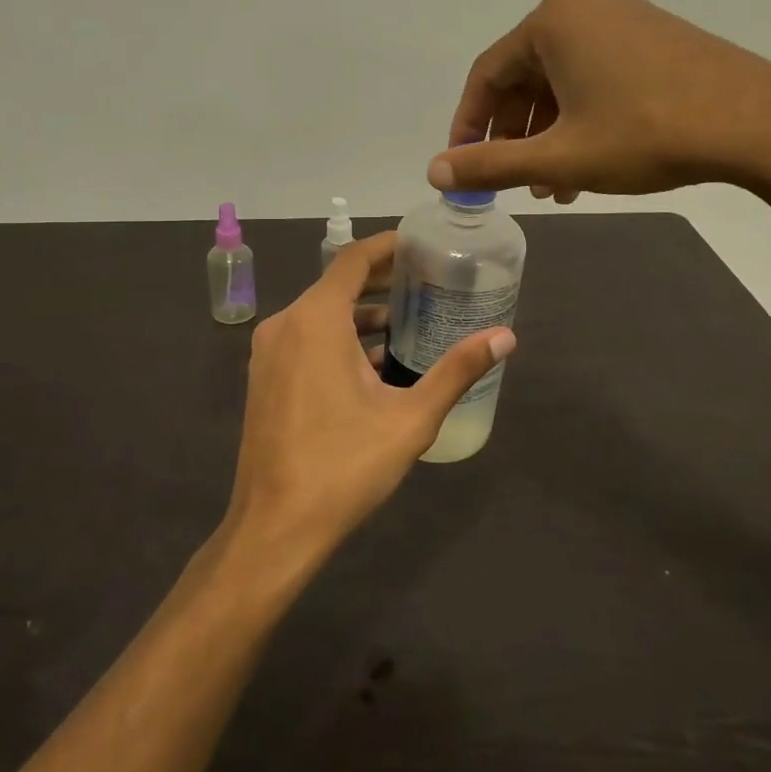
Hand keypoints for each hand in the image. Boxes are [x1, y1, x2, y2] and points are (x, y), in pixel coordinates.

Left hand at [222, 232, 513, 566]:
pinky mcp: (265, 378)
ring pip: (321, 315)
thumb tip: (506, 337)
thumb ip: (457, 371)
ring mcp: (268, 353)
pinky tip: (374, 363)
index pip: (353, 260)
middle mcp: (285, 325)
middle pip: (337, 284)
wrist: (275, 527)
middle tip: (428, 281)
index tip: (422, 244)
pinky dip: (339, 339)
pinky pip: (306, 340)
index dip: (389, 246)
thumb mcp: (410, 418)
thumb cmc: (344, 466)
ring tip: (409, 321)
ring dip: (361, 314)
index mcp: (315, 320)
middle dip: (382, 281)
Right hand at [428, 0, 770, 199]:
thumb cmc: (645, 135)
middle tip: (514, 181)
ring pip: (564, 80)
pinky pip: (598, 74)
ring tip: (554, 186)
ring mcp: (625, 17)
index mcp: (552, 22)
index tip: (463, 165)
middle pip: (525, 76)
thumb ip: (491, 164)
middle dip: (516, 134)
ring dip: (550, 133)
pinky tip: (589, 161)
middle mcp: (584, 7)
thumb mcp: (559, 157)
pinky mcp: (656, 35)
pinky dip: (583, 116)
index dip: (469, 124)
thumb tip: (435, 172)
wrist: (757, 124)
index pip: (487, 75)